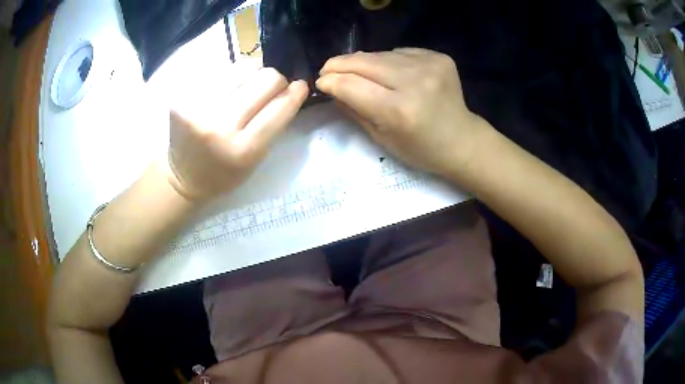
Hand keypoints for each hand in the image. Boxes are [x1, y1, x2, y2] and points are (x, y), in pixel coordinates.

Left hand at [167, 66, 307, 201]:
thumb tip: (291, 87)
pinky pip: (219, 71)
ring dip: (251, 74)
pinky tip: (223, 91)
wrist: (183, 176)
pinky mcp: (183, 96)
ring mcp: (197, 108)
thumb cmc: (225, 172)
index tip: (299, 85)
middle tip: (269, 88)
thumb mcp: (256, 159)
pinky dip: (229, 77)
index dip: (295, 92)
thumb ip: (274, 123)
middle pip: (264, 78)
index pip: (279, 107)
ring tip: (244, 87)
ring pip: (243, 66)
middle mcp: (219, 126)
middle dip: (274, 80)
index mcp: (243, 149)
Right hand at [316, 48, 485, 176]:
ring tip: (360, 73)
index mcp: (398, 111)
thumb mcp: (381, 138)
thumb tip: (331, 87)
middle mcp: (414, 82)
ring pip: (380, 54)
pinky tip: (393, 74)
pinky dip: (389, 61)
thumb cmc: (420, 149)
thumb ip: (353, 109)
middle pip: (363, 62)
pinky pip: (400, 53)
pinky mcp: (439, 57)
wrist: (462, 140)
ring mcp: (430, 65)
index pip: (351, 85)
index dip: (330, 81)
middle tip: (328, 69)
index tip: (320, 82)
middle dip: (339, 64)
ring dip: (364, 63)